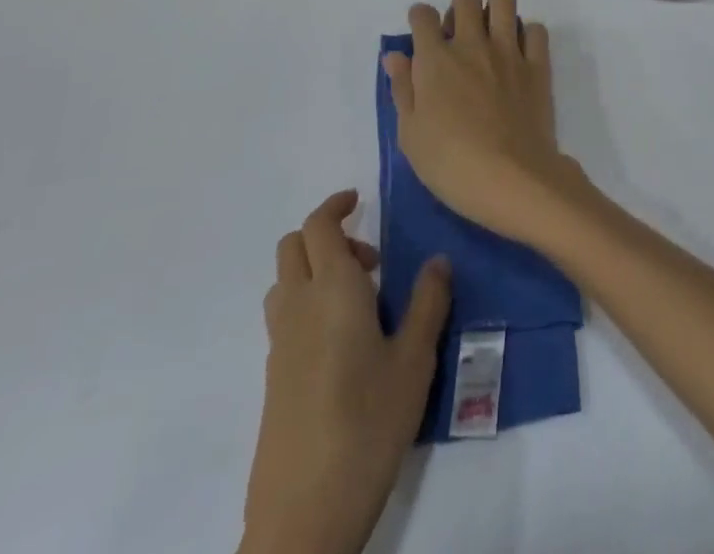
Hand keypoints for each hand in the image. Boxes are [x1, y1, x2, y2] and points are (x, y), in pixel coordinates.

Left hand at [242, 190, 449, 553]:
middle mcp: (298, 305)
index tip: (360, 199)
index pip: (319, 225)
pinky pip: (284, 316)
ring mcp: (279, 343)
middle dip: (326, 235)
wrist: (303, 513)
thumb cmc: (367, 424)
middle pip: (293, 246)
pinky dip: (307, 304)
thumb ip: (428, 303)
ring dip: (314, 269)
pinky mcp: (273, 377)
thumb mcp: (414, 362)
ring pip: (285, 280)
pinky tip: (343, 344)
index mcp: (332, 289)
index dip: (336, 205)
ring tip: (359, 300)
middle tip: (370, 259)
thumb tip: (439, 259)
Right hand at [384, 0, 587, 245]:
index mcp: (436, 60)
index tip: (421, 33)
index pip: (422, 15)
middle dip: (458, 9)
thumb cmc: (451, 164)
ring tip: (491, 33)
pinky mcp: (537, 64)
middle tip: (458, 37)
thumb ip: (403, 89)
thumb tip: (395, 55)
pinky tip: (520, 53)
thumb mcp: (411, 134)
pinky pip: (536, 29)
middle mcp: (472, 45)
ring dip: (495, 9)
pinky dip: (527, 34)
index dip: (419, 19)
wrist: (512, 179)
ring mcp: (508, 51)